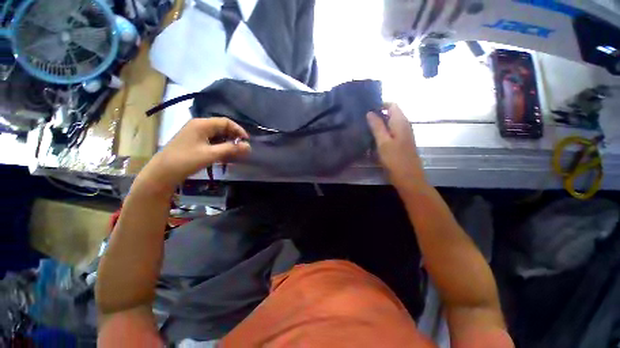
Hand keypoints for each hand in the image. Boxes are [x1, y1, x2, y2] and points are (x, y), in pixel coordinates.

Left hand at [140, 118, 250, 190]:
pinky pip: (212, 141)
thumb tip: (248, 146)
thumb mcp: (211, 154)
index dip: (238, 130)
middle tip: (242, 149)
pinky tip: (224, 156)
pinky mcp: (194, 142)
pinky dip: (220, 147)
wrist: (162, 173)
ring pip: (218, 135)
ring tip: (235, 154)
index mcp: (202, 124)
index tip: (247, 141)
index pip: (226, 122)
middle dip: (234, 138)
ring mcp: (195, 134)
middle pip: (222, 128)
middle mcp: (199, 126)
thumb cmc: (186, 161)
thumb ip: (231, 149)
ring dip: (228, 143)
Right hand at [367, 103, 425, 189]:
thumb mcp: (383, 142)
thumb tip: (370, 112)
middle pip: (391, 113)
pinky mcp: (401, 142)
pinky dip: (382, 132)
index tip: (367, 110)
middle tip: (363, 120)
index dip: (380, 105)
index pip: (392, 105)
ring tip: (365, 128)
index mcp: (401, 122)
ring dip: (379, 124)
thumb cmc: (395, 159)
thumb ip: (377, 126)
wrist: (408, 177)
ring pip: (390, 123)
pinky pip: (391, 132)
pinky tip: (373, 138)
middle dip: (378, 114)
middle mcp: (404, 125)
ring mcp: (404, 134)